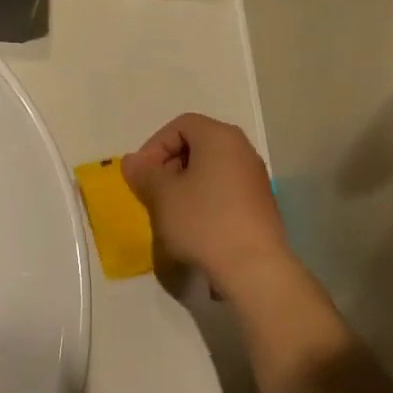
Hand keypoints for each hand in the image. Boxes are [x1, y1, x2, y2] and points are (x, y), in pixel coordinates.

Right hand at [121, 114, 288, 288]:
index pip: (181, 125)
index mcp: (220, 137)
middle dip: (170, 164)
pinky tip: (195, 226)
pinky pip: (225, 190)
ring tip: (171, 212)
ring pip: (211, 169)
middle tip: (153, 192)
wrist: (254, 268)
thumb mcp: (163, 196)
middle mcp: (243, 150)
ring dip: (186, 184)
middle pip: (198, 144)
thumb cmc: (204, 222)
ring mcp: (255, 178)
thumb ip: (145, 173)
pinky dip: (205, 199)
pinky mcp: (261, 204)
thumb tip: (131, 161)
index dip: (155, 145)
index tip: (142, 174)